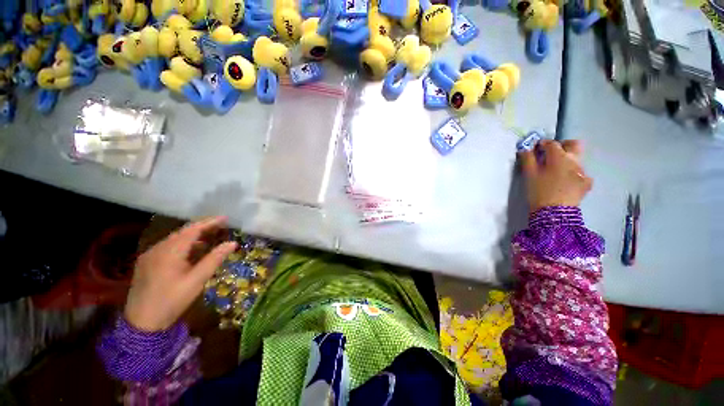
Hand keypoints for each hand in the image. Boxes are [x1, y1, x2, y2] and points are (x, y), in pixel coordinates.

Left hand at [124, 217, 237, 331]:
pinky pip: (163, 249)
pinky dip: (176, 249)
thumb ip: (212, 261)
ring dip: (187, 240)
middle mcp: (160, 244)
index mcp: (173, 248)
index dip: (210, 222)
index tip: (225, 218)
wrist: (143, 317)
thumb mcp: (195, 283)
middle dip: (199, 230)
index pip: (194, 228)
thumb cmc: (172, 301)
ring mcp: (150, 252)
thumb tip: (231, 244)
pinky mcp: (144, 261)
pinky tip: (181, 260)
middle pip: (182, 232)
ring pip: (172, 240)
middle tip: (216, 231)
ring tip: (202, 245)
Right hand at [519, 139, 592, 211]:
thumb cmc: (540, 193)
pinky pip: (584, 177)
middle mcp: (573, 160)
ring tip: (562, 174)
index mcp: (558, 155)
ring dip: (571, 164)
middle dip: (565, 146)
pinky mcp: (585, 187)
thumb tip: (526, 148)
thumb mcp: (529, 175)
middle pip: (573, 145)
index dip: (543, 144)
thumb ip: (527, 157)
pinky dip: (579, 178)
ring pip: (578, 161)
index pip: (551, 143)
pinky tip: (573, 184)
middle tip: (556, 155)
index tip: (538, 150)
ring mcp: (581, 173)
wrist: (554, 218)